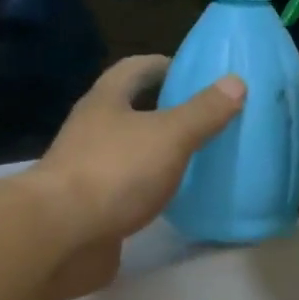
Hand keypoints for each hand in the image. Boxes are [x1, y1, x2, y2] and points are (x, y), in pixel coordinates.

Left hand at [25, 56, 243, 295]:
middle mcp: (89, 131)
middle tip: (200, 117)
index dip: (163, 65)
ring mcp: (85, 171)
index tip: (192, 72)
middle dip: (160, 110)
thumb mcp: (169, 136)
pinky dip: (145, 190)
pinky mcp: (88, 208)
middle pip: (127, 110)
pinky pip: (123, 190)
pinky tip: (168, 200)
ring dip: (152, 152)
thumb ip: (203, 112)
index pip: (134, 69)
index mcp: (105, 101)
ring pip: (125, 152)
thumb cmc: (115, 172)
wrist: (62, 235)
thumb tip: (236, 82)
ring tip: (191, 158)